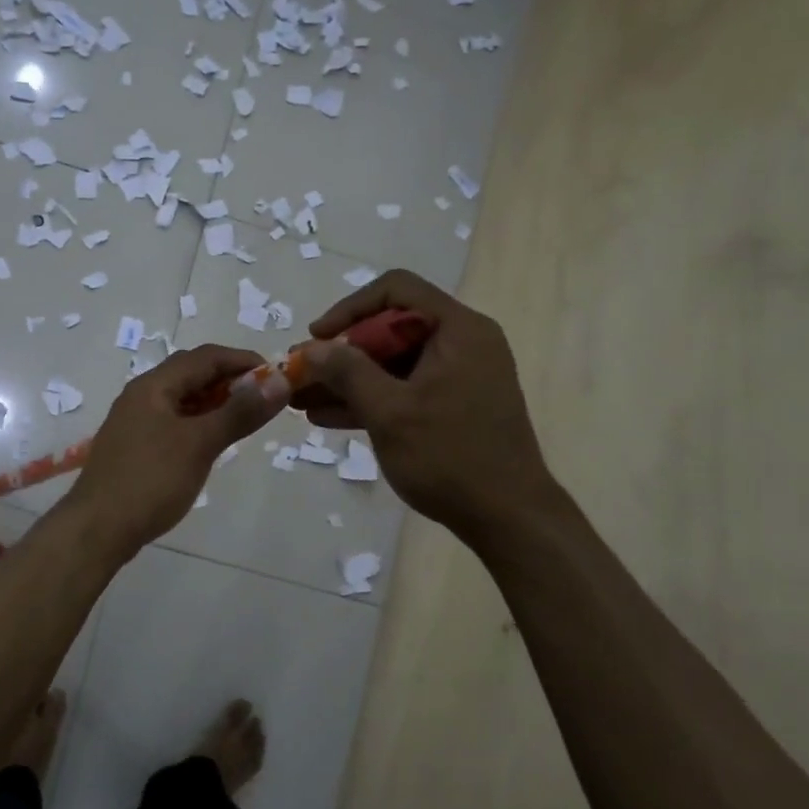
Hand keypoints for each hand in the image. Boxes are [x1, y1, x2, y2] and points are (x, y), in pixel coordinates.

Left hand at [64, 345, 287, 560]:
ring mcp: (135, 421)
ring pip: (183, 399)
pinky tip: (213, 442)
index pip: (206, 356)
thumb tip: (280, 380)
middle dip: (231, 381)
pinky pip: (174, 422)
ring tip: (246, 421)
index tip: (277, 377)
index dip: (243, 361)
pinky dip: (199, 423)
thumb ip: (239, 412)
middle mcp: (142, 395)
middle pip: (192, 374)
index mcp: (154, 385)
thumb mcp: (200, 444)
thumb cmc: (150, 481)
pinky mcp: (135, 446)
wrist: (96, 529)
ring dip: (215, 403)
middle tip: (265, 401)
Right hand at [295, 271, 553, 544]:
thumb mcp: (389, 411)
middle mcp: (462, 343)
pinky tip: (326, 417)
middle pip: (390, 329)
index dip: (349, 309)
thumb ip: (347, 372)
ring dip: (348, 380)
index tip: (317, 338)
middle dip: (341, 354)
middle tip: (301, 375)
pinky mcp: (453, 406)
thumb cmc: (449, 456)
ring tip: (300, 400)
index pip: (396, 290)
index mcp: (458, 329)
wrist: (508, 518)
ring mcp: (459, 377)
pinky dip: (370, 400)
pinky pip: (404, 390)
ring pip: (392, 364)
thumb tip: (311, 348)